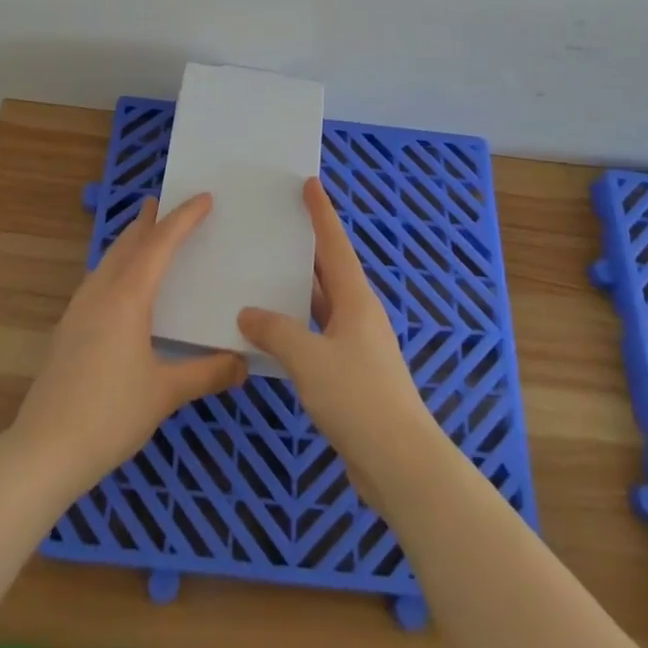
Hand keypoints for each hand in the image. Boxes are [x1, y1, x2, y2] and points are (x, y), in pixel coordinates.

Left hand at [7, 193, 246, 500]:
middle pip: (128, 244)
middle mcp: (100, 293)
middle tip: (163, 201)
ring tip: (144, 233)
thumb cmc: (110, 415)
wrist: (43, 449)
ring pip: (108, 261)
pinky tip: (120, 285)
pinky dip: (116, 266)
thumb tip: (243, 363)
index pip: (160, 244)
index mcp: (127, 298)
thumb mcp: (165, 394)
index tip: (204, 197)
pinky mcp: (68, 329)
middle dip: (148, 221)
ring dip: (129, 242)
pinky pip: (98, 280)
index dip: (183, 218)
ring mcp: (78, 309)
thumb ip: (206, 374)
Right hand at [237, 178, 442, 508]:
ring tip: (262, 271)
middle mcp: (357, 315)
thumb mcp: (310, 359)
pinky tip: (270, 332)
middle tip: (274, 224)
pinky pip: (316, 335)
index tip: (309, 183)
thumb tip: (248, 313)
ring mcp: (355, 345)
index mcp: (355, 300)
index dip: (321, 213)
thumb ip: (276, 332)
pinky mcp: (350, 374)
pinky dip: (294, 327)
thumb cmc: (358, 398)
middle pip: (328, 271)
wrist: (400, 463)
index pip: (335, 245)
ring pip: (320, 305)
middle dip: (305, 247)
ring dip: (295, 290)